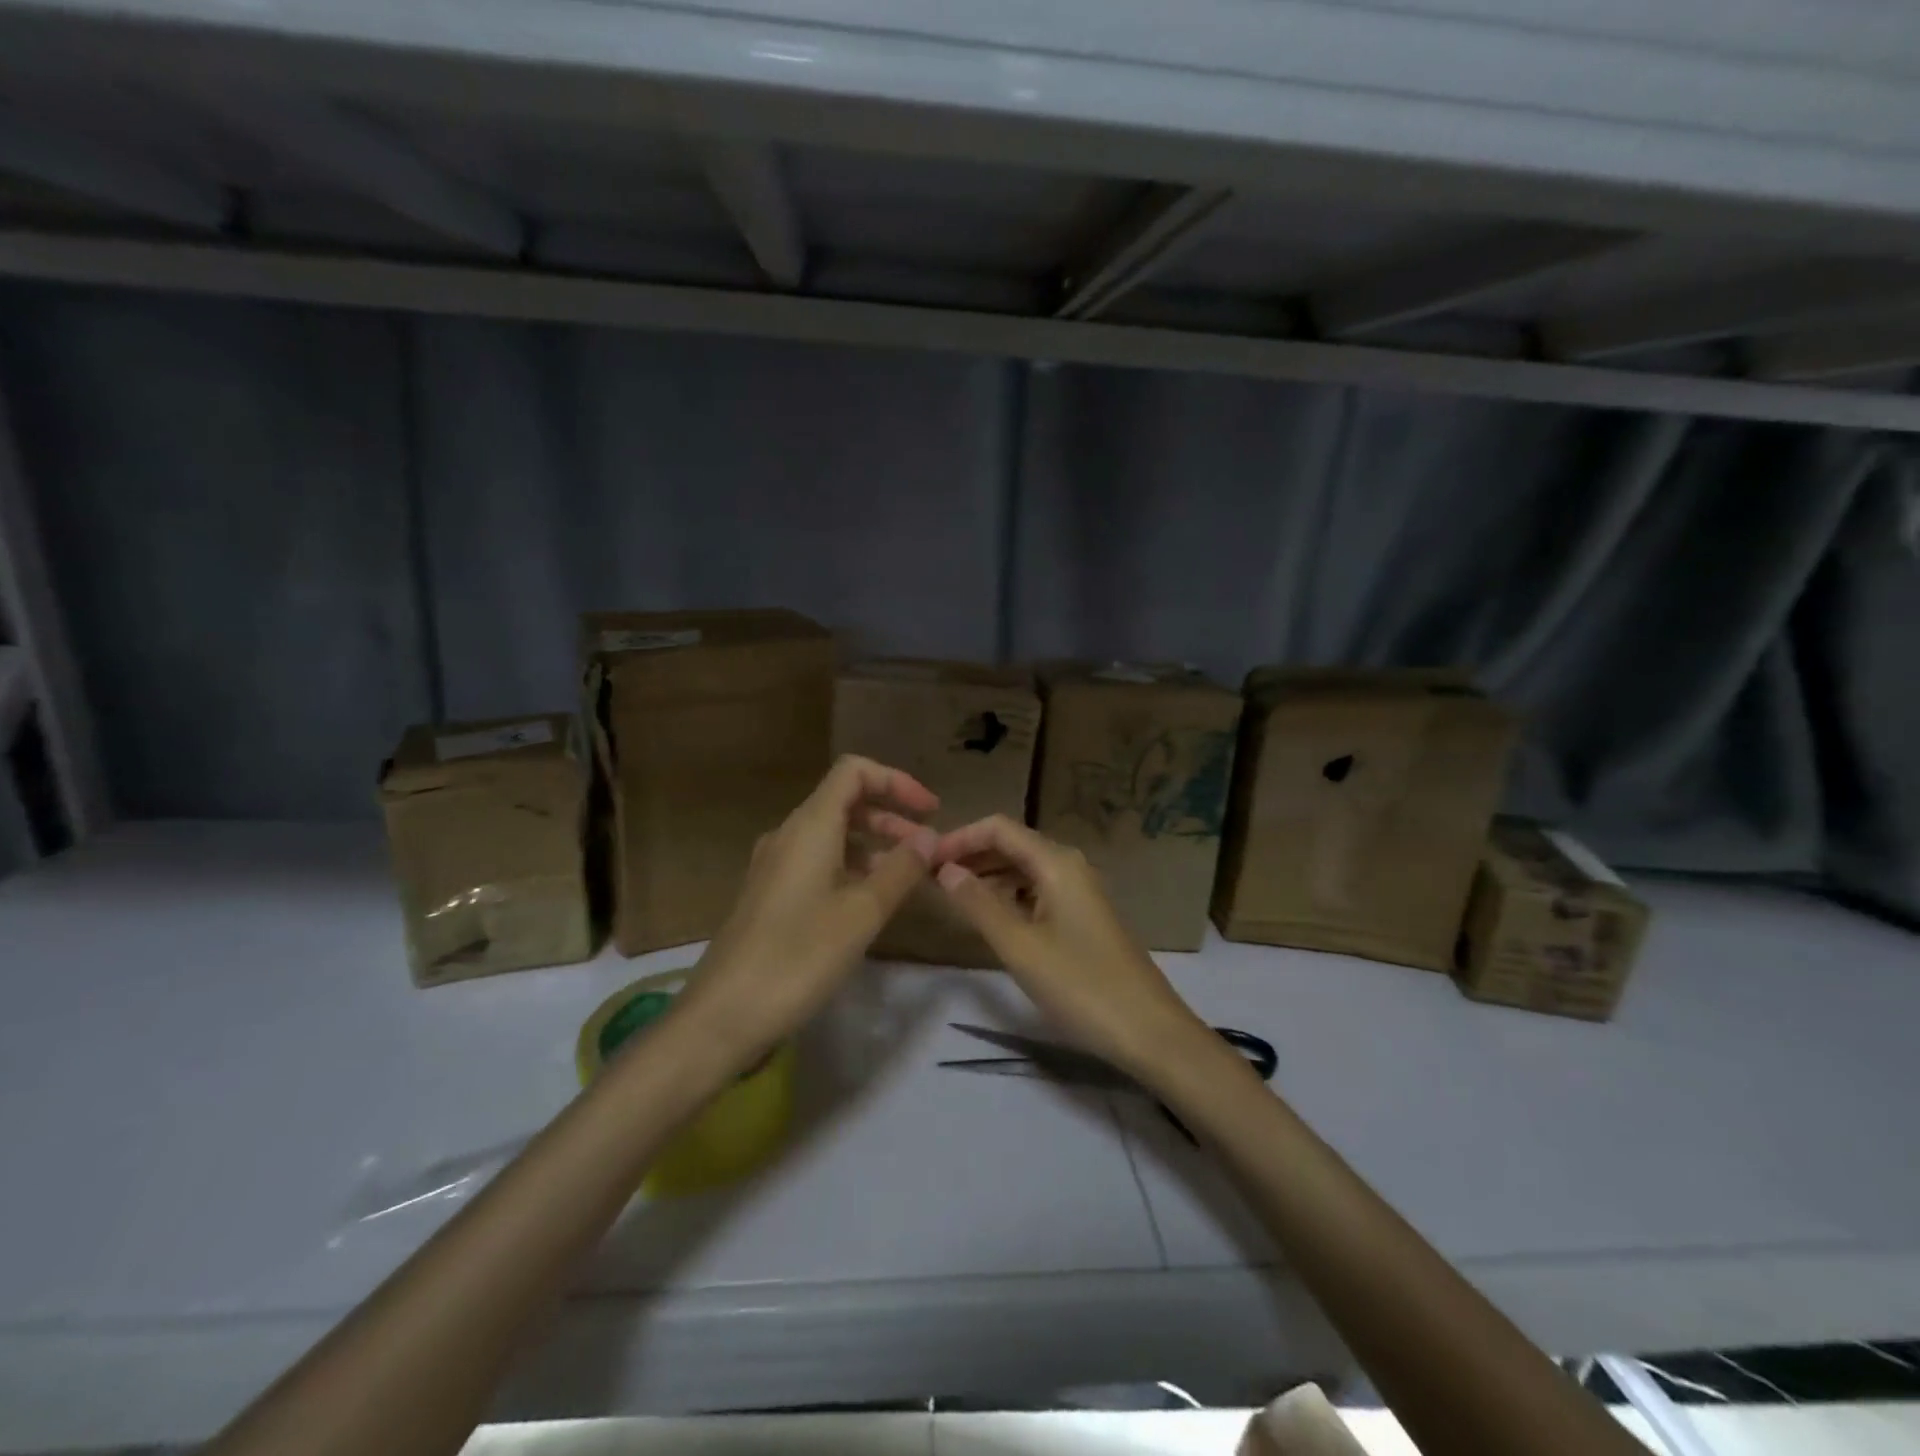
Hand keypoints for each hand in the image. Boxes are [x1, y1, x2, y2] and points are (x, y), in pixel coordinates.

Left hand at [675, 756, 939, 1063]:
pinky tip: (871, 901)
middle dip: (891, 817)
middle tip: (927, 849)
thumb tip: (930, 836)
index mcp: (809, 827)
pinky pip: (820, 863)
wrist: (723, 1016)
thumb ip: (901, 869)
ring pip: (833, 835)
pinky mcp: (771, 895)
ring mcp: (776, 866)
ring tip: (908, 876)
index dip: (896, 781)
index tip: (931, 811)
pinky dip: (853, 868)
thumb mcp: (862, 913)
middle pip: (845, 802)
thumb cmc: (798, 957)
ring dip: (875, 845)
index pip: (853, 772)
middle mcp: (789, 836)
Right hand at [930, 815, 1208, 1077]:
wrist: (1148, 1030)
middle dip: (971, 856)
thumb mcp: (1020, 947)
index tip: (925, 860)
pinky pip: (1037, 891)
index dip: (959, 838)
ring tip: (951, 896)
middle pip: (1011, 844)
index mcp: (1056, 862)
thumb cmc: (1081, 985)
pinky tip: (989, 917)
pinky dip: (1008, 896)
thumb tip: (945, 870)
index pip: (998, 828)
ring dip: (988, 876)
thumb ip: (979, 904)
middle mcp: (1069, 866)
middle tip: (930, 878)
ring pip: (1023, 869)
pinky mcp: (1082, 916)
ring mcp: (1079, 891)